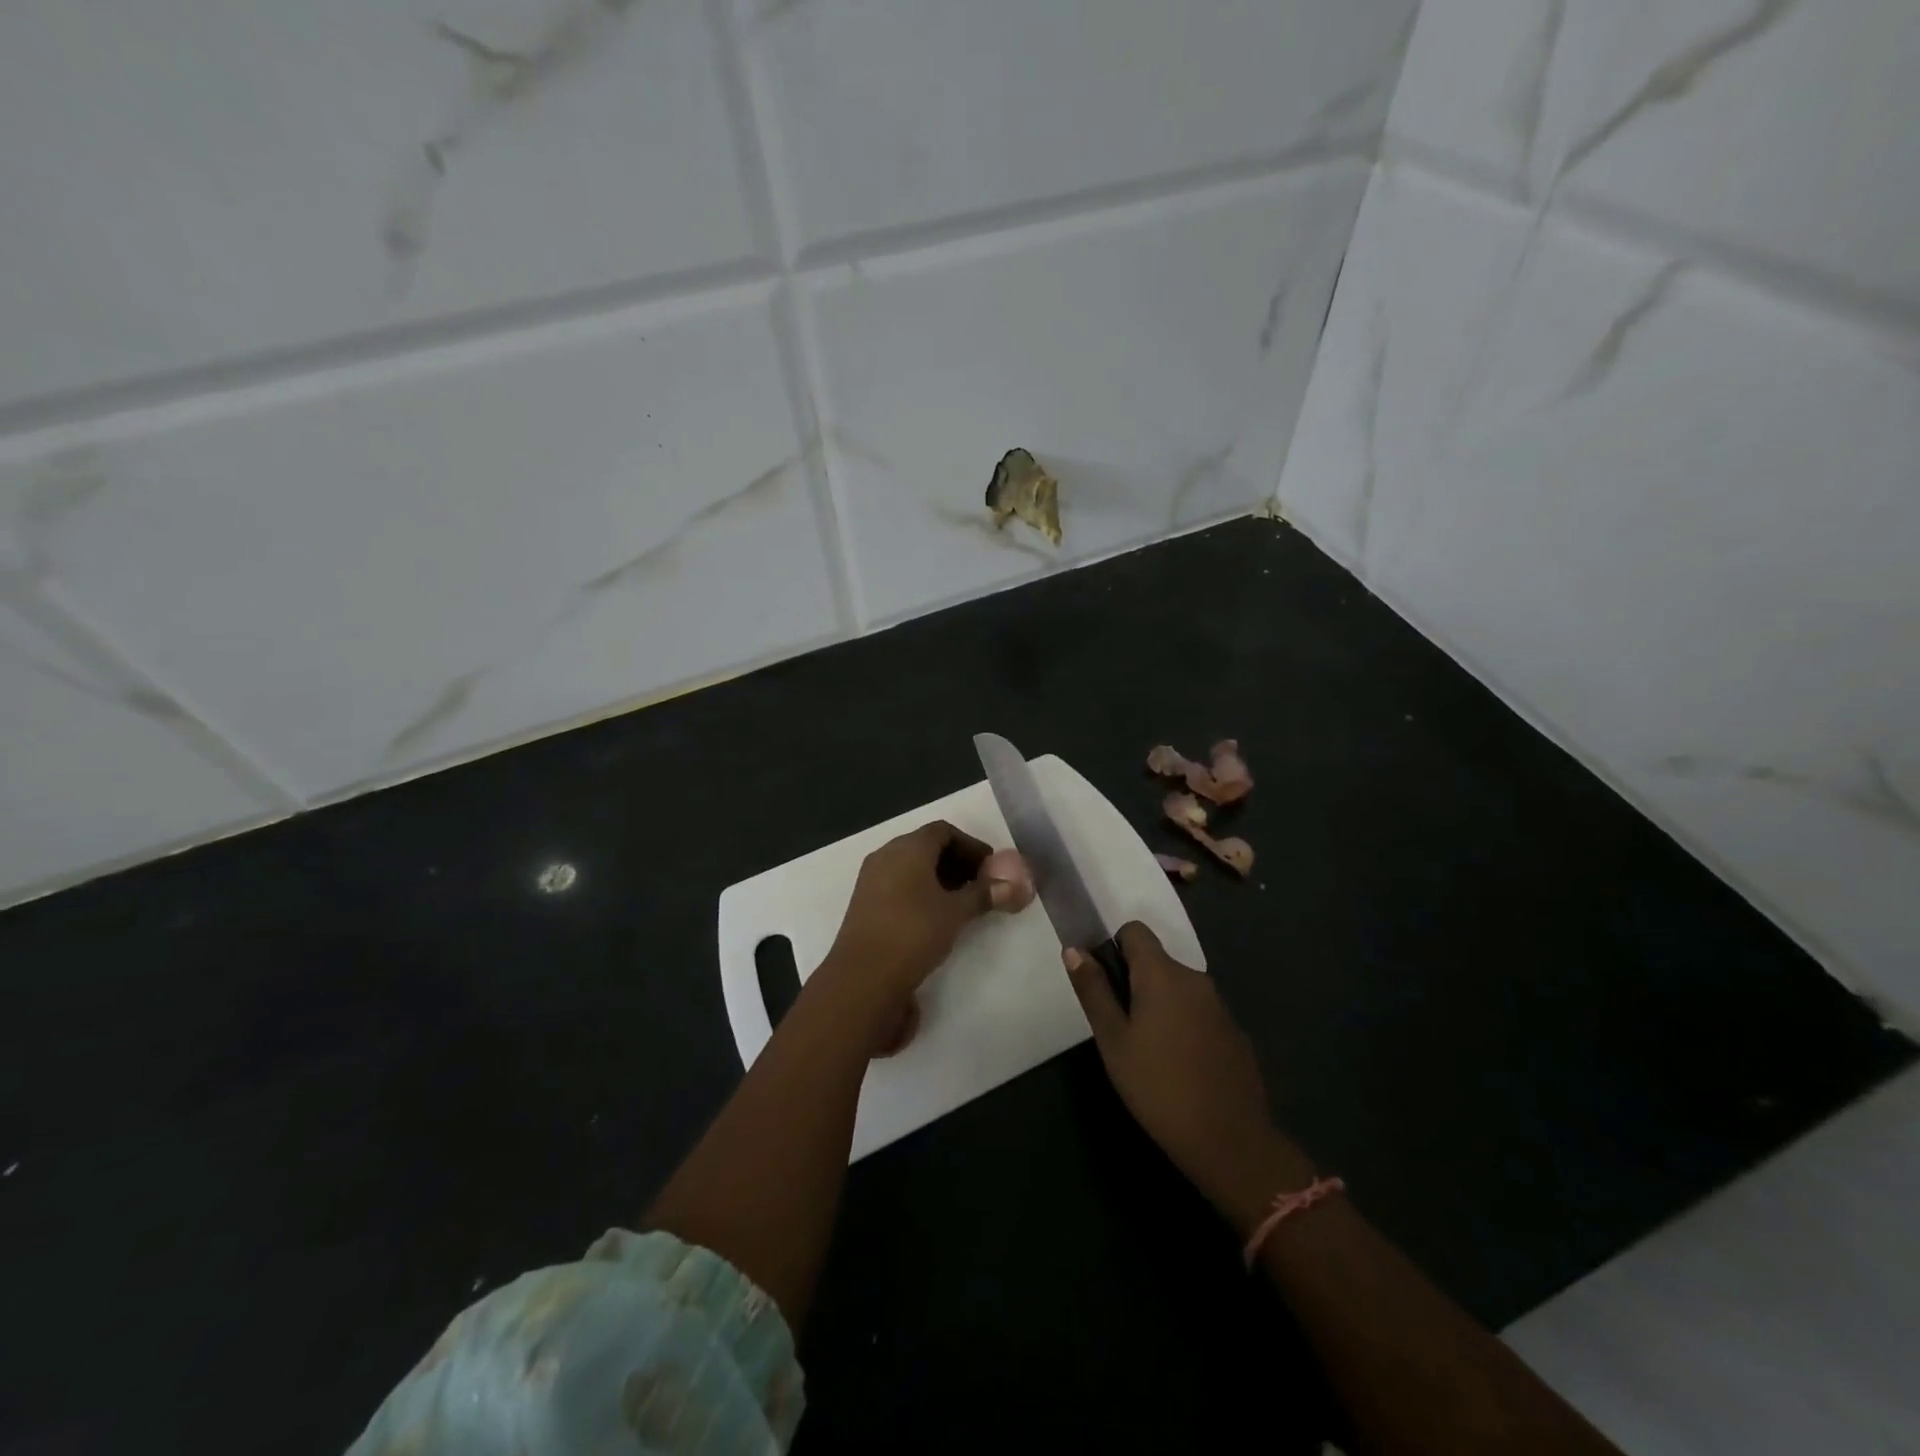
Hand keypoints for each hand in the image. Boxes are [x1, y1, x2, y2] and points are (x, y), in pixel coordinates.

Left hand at [823, 821, 1013, 1006]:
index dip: (971, 845)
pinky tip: (935, 916)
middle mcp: (886, 855)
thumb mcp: (955, 913)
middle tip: (981, 885)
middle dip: (956, 862)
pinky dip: (920, 891)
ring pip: (911, 866)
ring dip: (939, 878)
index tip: (991, 867)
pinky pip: (898, 884)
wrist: (863, 977)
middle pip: (926, 846)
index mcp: (908, 847)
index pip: (944, 831)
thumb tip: (1013, 885)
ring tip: (962, 903)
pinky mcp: (864, 902)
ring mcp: (871, 879)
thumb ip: (983, 895)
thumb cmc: (914, 933)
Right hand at [1065, 923, 1313, 1233]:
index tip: (1104, 984)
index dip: (1114, 947)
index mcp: (1162, 973)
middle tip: (1119, 1027)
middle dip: (1134, 982)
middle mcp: (1194, 978)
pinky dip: (1183, 1026)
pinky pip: (1198, 1013)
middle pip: (1156, 961)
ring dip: (1159, 1005)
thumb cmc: (1158, 1086)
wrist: (1229, 1141)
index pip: (1135, 931)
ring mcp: (1218, 1006)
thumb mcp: (1113, 1039)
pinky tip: (1177, 1067)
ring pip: (1177, 989)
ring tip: (1145, 1051)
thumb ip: (1093, 990)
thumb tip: (1074, 949)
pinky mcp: (1234, 1033)